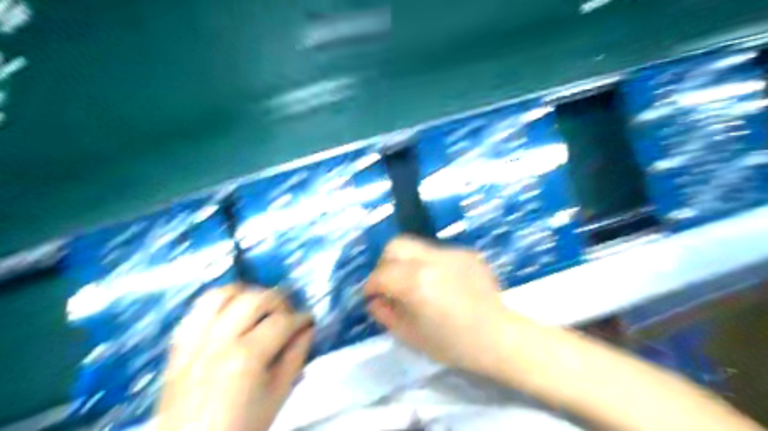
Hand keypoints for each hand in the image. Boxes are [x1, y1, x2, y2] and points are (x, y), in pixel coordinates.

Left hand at [157, 285, 313, 430]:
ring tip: (259, 306)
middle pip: (254, 299)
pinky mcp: (179, 345)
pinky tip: (231, 312)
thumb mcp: (278, 394)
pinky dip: (218, 303)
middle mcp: (218, 341)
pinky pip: (197, 309)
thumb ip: (296, 356)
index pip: (282, 321)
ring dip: (246, 293)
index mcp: (247, 357)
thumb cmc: (243, 426)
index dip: (301, 317)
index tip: (308, 320)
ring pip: (222, 294)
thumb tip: (308, 327)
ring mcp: (195, 341)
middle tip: (287, 313)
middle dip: (278, 300)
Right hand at [364, 236, 507, 372]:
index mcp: (415, 282)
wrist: (499, 337)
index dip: (371, 286)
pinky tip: (442, 284)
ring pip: (417, 246)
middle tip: (390, 283)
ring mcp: (451, 252)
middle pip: (396, 245)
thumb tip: (374, 299)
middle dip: (385, 263)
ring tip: (417, 284)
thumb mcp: (410, 336)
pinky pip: (439, 253)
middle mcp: (431, 259)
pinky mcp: (466, 253)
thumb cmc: (453, 344)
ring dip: (408, 263)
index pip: (381, 274)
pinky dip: (431, 265)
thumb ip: (385, 314)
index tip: (372, 296)